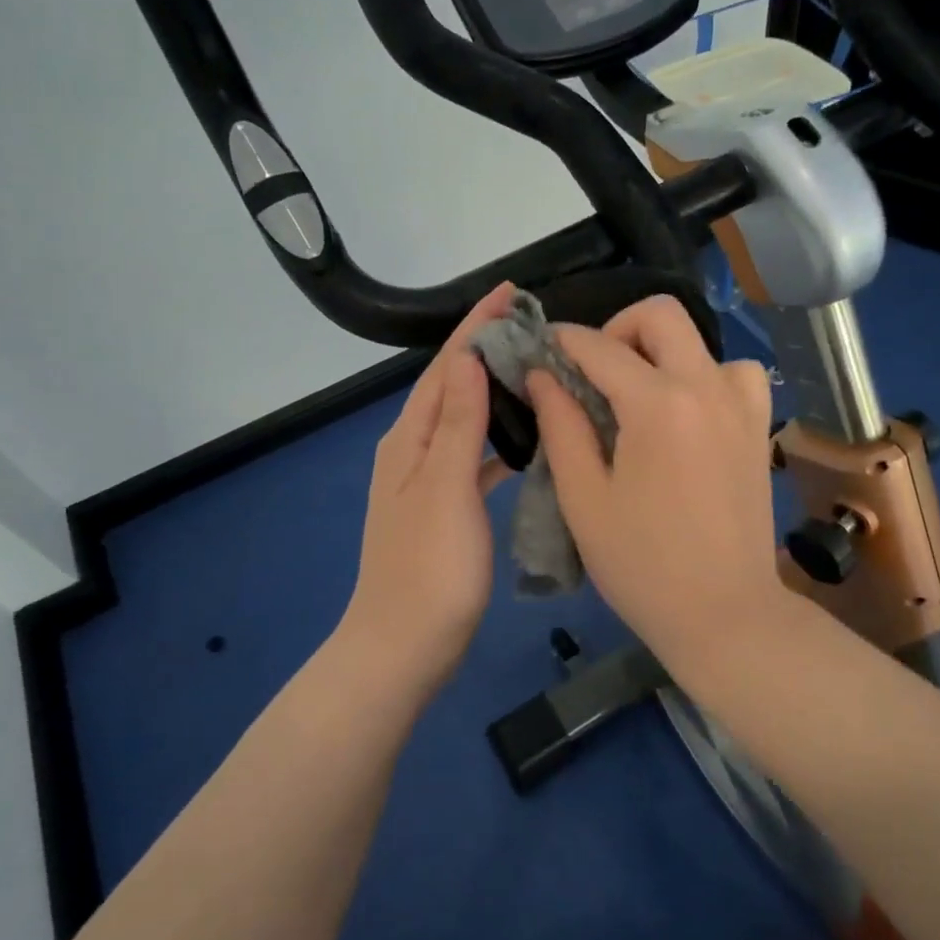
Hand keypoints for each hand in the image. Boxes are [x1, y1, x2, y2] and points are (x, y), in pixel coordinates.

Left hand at [340, 284, 513, 686]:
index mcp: (411, 439)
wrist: (402, 648)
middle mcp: (414, 450)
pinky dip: (497, 438)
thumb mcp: (446, 491)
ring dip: (495, 391)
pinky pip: (474, 456)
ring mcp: (428, 480)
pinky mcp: (445, 507)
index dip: (476, 327)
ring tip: (536, 371)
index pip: (447, 366)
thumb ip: (459, 425)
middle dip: (487, 350)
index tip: (511, 292)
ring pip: (466, 419)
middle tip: (535, 327)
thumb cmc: (429, 570)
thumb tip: (469, 359)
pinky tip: (525, 440)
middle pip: (453, 386)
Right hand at [528, 295, 784, 657]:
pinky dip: (707, 375)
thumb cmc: (642, 565)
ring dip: (663, 351)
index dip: (562, 341)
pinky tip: (687, 411)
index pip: (599, 347)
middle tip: (591, 372)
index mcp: (658, 404)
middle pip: (660, 315)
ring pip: (702, 341)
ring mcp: (741, 405)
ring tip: (639, 394)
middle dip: (616, 328)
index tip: (540, 350)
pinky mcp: (758, 428)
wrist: (724, 614)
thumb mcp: (584, 498)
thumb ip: (561, 425)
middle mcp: (706, 387)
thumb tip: (542, 374)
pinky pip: (737, 374)